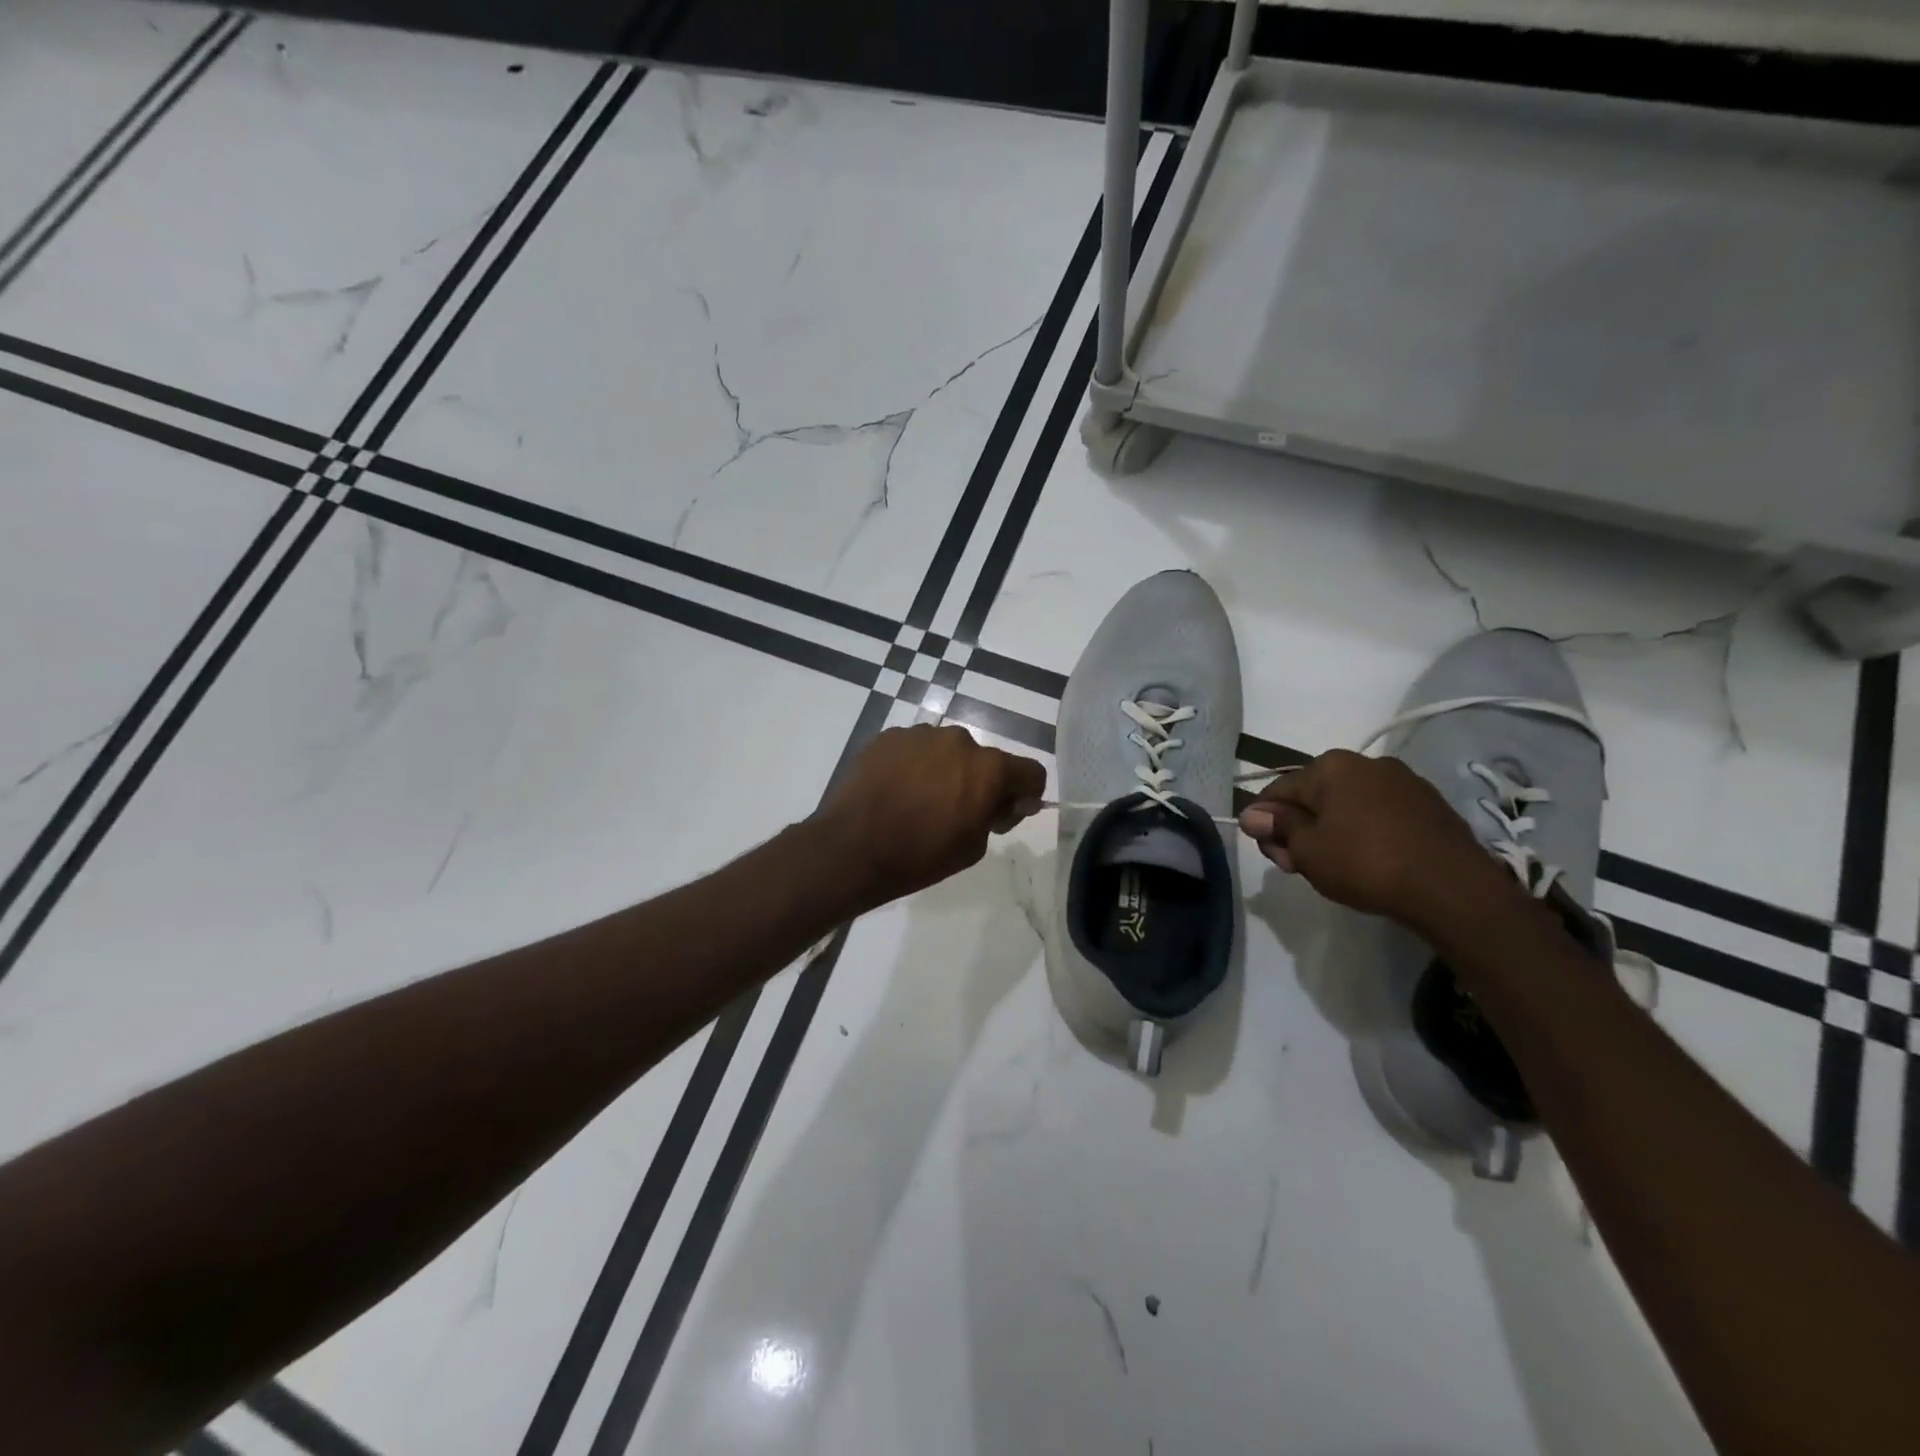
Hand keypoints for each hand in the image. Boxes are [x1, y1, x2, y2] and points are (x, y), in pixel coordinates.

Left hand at [814, 725, 1045, 909]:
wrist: (852, 848)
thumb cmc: (921, 855)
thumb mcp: (974, 847)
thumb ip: (996, 815)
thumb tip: (1000, 801)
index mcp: (988, 767)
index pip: (1030, 772)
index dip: (1025, 795)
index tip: (1003, 814)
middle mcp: (959, 739)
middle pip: (984, 759)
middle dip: (979, 781)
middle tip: (956, 813)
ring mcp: (920, 734)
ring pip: (947, 751)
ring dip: (944, 770)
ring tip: (919, 801)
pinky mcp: (888, 736)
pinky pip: (914, 749)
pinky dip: (913, 766)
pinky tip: (895, 791)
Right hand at [1237, 749, 1513, 932]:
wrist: (1454, 890)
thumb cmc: (1367, 864)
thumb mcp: (1308, 851)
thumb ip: (1278, 828)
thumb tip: (1252, 814)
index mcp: (1331, 766)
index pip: (1279, 791)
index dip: (1266, 825)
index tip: (1274, 857)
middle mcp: (1367, 763)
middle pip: (1314, 796)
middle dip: (1301, 829)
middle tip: (1301, 867)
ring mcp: (1404, 782)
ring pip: (1348, 805)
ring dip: (1332, 831)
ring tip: (1337, 868)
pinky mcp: (1430, 805)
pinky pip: (1381, 815)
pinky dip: (1366, 834)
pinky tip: (1371, 863)